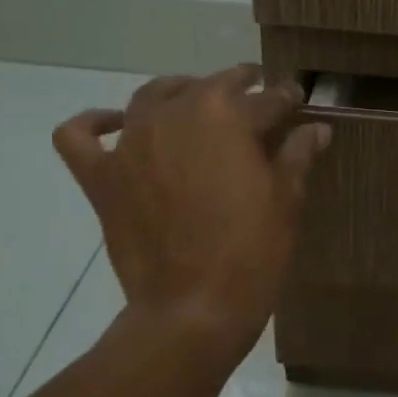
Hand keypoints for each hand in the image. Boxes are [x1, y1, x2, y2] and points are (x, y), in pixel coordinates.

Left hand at [51, 65, 330, 353]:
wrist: (193, 309)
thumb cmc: (252, 252)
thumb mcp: (287, 200)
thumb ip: (298, 154)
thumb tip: (317, 128)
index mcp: (226, 116)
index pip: (266, 98)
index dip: (287, 98)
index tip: (298, 100)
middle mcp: (175, 116)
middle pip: (209, 88)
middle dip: (237, 86)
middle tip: (256, 96)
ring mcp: (130, 144)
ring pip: (150, 96)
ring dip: (177, 92)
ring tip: (195, 101)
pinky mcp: (101, 177)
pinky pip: (80, 135)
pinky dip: (94, 122)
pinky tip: (115, 123)